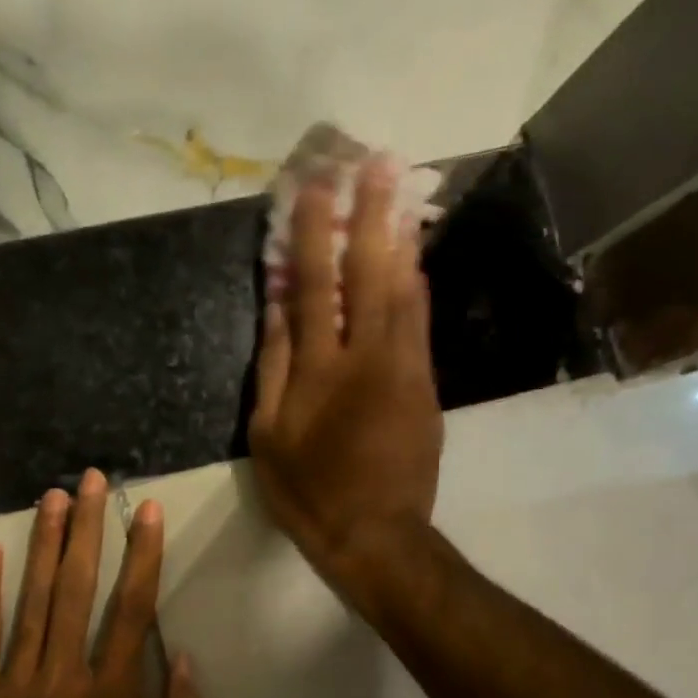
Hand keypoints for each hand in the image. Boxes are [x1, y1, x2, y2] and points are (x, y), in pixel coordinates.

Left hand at [0, 468, 208, 697]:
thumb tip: (183, 658)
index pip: (132, 610)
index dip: (142, 556)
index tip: (147, 512)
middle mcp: (64, 679)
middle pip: (77, 589)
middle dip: (88, 529)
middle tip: (92, 480)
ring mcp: (14, 686)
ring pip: (31, 601)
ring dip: (44, 545)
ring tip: (52, 497)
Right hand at [249, 154, 443, 599]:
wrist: (377, 535)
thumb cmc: (309, 491)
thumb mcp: (269, 436)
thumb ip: (274, 366)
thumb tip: (277, 306)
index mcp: (321, 369)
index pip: (315, 285)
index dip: (314, 232)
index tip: (316, 185)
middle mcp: (369, 356)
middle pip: (372, 272)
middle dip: (372, 214)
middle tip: (379, 161)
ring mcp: (406, 369)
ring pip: (407, 291)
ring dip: (401, 239)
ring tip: (401, 195)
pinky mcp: (427, 386)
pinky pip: (420, 322)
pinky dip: (415, 285)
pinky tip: (411, 261)